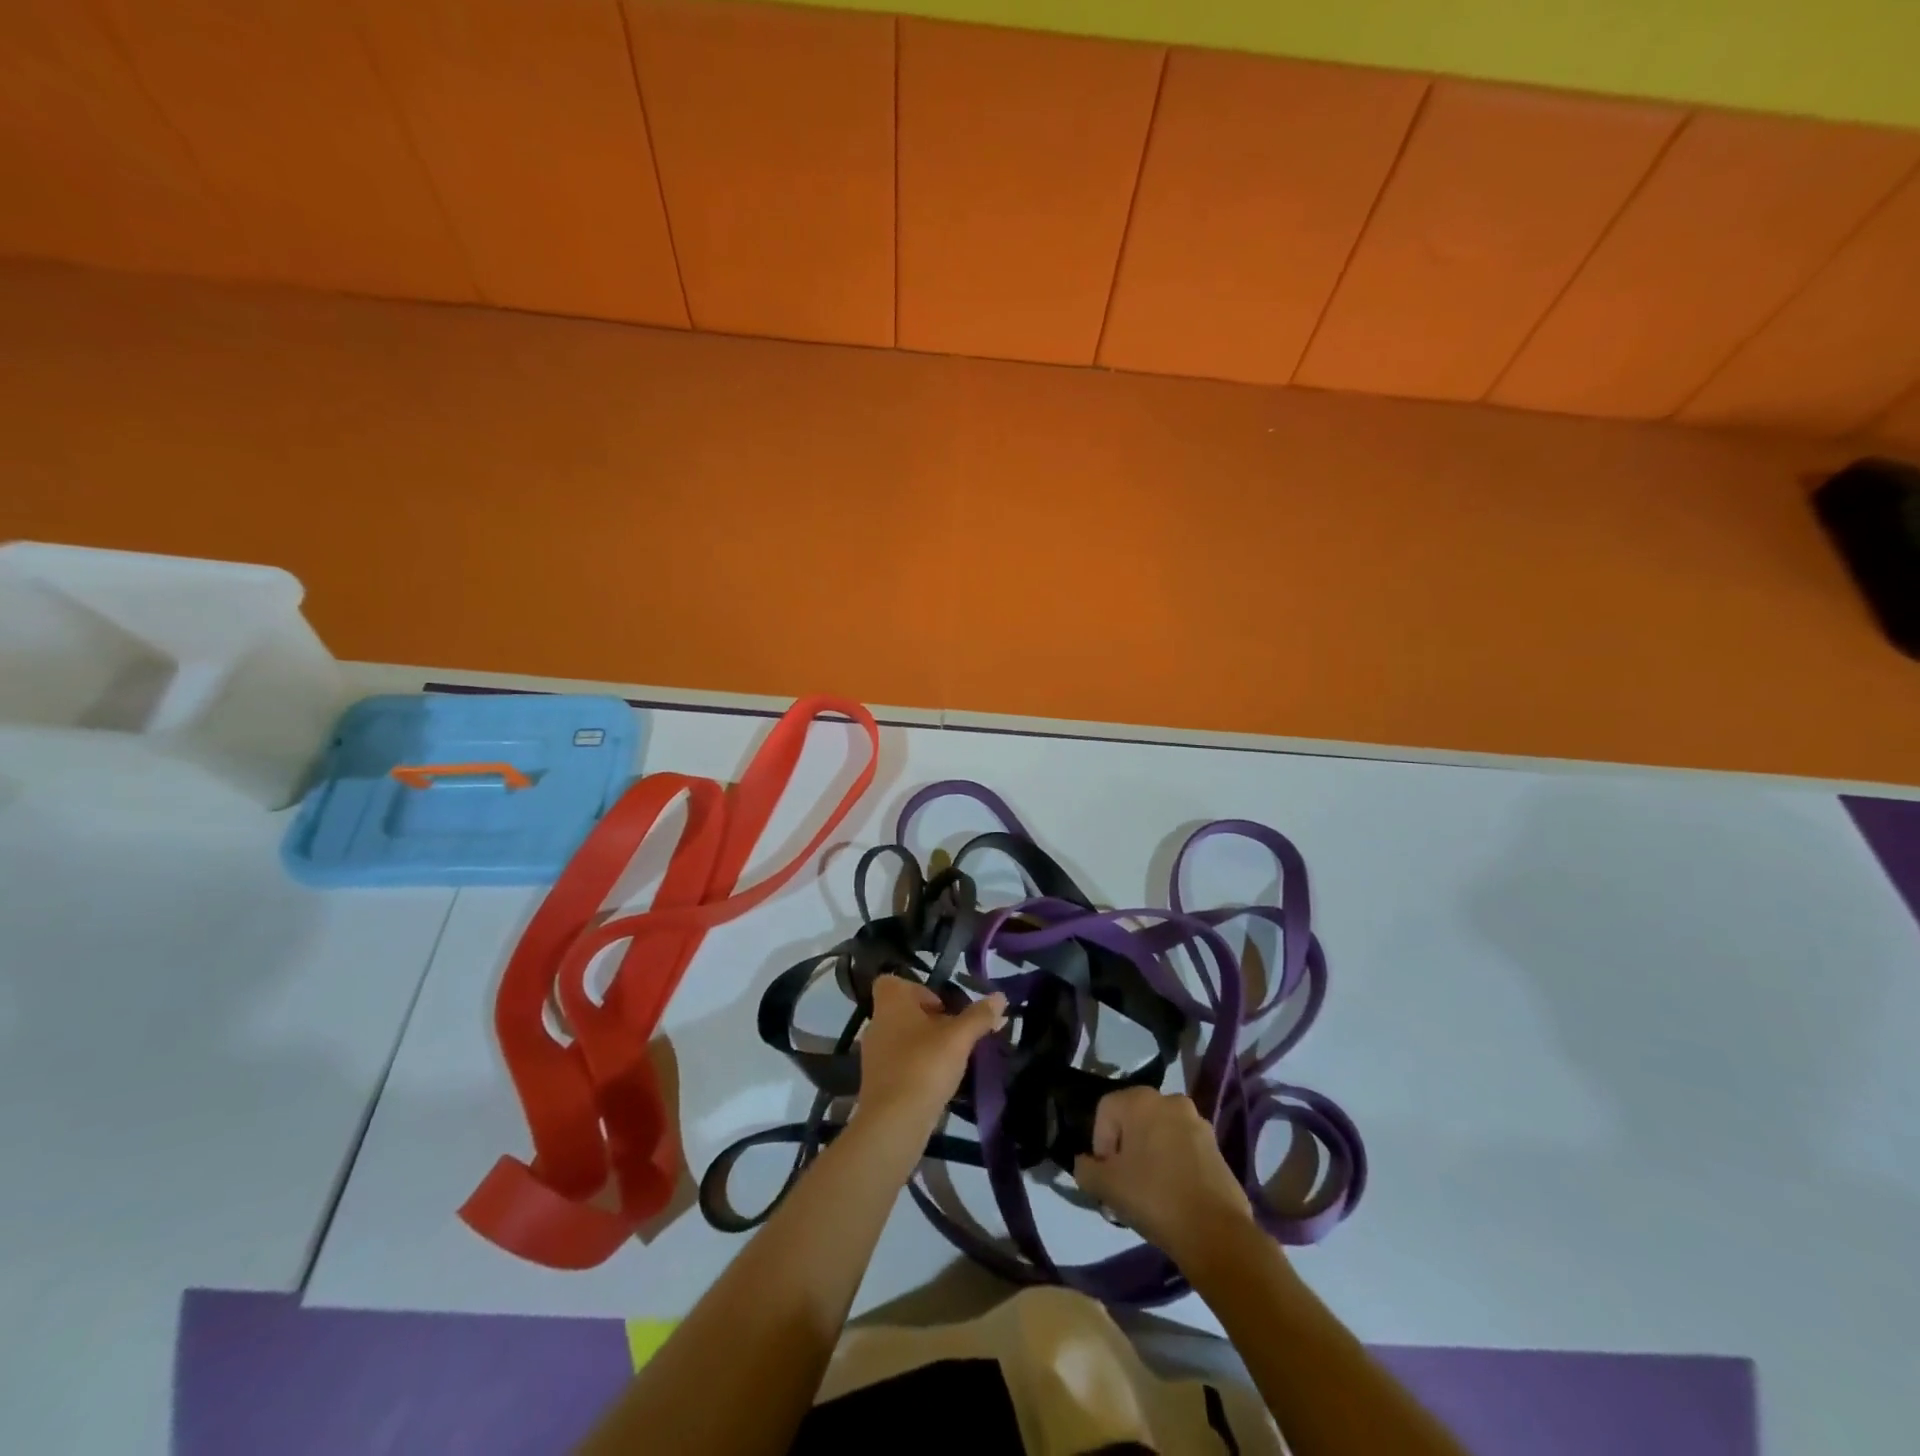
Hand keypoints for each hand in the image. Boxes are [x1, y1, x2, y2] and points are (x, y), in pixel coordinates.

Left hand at [857, 976, 1005, 1140]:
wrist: (893, 1122)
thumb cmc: (924, 1065)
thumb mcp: (959, 1037)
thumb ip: (979, 1016)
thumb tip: (1000, 997)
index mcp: (890, 1003)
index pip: (893, 981)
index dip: (919, 989)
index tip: (943, 1006)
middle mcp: (877, 1024)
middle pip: (904, 1012)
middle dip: (931, 1020)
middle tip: (957, 1034)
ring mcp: (874, 1055)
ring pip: (903, 1039)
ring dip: (926, 1045)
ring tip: (954, 1060)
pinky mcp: (877, 1083)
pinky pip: (900, 1065)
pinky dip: (918, 1068)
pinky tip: (940, 1083)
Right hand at [1073, 1087, 1255, 1266]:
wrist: (1215, 1232)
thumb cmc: (1153, 1198)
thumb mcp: (1105, 1186)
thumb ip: (1085, 1169)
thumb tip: (1087, 1164)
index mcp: (1141, 1100)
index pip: (1105, 1111)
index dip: (1099, 1144)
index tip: (1107, 1175)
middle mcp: (1170, 1101)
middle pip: (1134, 1120)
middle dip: (1125, 1149)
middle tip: (1124, 1184)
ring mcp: (1198, 1122)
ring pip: (1160, 1134)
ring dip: (1149, 1156)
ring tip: (1149, 1193)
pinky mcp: (1216, 1147)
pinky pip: (1183, 1149)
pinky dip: (1173, 1164)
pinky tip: (1172, 1195)